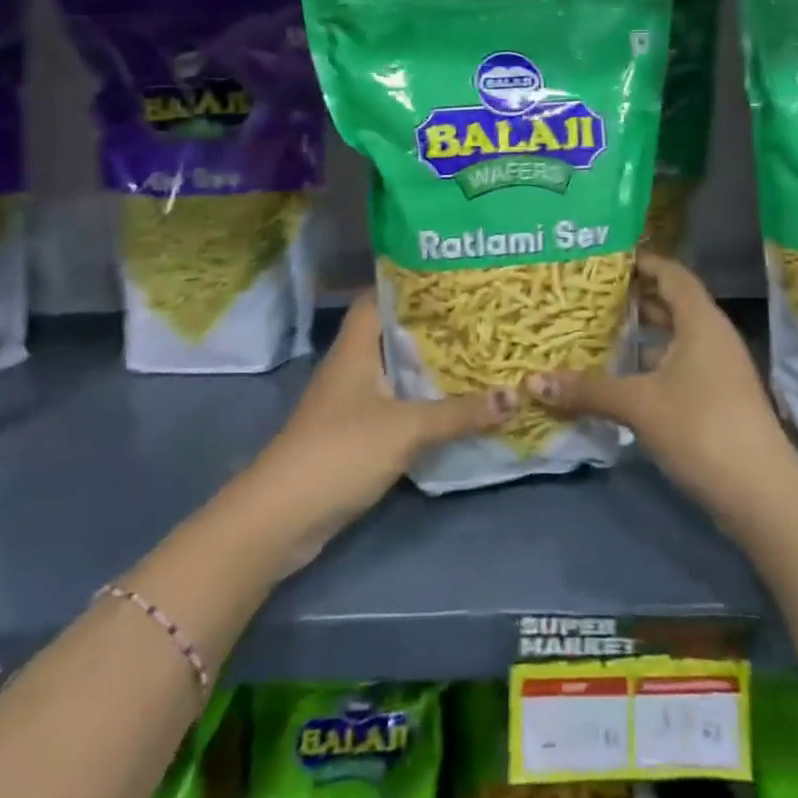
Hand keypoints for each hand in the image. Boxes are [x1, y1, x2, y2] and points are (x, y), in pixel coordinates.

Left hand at [248, 292, 514, 567]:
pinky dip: (421, 400)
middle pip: (392, 333)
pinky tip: (454, 403)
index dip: (411, 283)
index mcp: (355, 347)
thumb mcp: (407, 428)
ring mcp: (349, 401)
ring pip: (395, 371)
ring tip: (477, 352)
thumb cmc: (340, 452)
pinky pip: (394, 404)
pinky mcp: (353, 433)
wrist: (281, 519)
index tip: (453, 279)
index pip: (378, 296)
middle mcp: (351, 366)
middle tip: (479, 316)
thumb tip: (516, 395)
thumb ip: (460, 413)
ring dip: (429, 365)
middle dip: (432, 325)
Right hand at [532, 252, 797, 521]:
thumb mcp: (639, 404)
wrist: (762, 494)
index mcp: (701, 321)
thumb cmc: (701, 428)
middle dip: (633, 300)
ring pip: (675, 339)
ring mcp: (719, 370)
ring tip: (597, 334)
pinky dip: (650, 366)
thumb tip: (532, 381)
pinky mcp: (718, 400)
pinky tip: (620, 380)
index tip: (605, 259)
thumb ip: (588, 389)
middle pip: (672, 304)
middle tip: (590, 297)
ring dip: (641, 337)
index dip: (642, 262)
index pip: (672, 273)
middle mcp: (713, 337)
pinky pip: (679, 367)